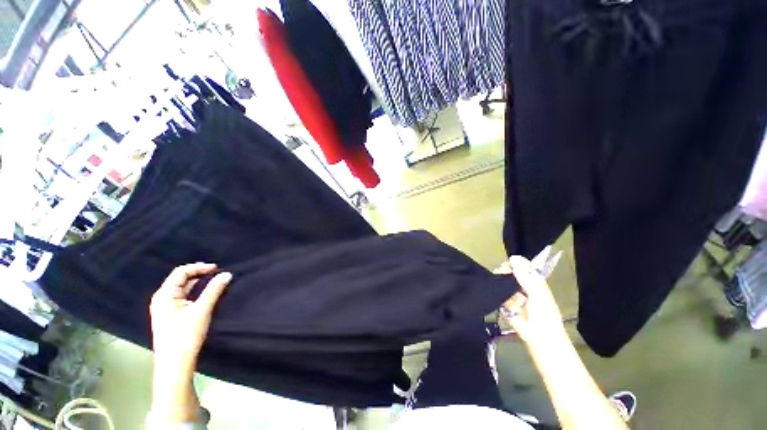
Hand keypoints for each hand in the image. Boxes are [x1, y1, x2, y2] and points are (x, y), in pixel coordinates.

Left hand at [149, 263, 231, 371]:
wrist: (174, 363)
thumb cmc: (185, 335)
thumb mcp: (202, 310)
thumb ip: (214, 290)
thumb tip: (226, 274)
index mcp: (164, 295)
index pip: (180, 272)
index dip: (199, 267)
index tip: (216, 268)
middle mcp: (161, 299)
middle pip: (180, 279)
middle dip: (199, 274)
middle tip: (217, 274)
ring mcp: (164, 308)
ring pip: (182, 289)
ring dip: (197, 283)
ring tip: (214, 282)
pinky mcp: (169, 315)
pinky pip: (182, 297)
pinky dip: (194, 292)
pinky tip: (205, 295)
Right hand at [495, 256, 565, 345]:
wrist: (541, 341)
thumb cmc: (545, 316)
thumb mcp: (538, 293)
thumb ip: (526, 276)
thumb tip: (513, 258)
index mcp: (534, 281)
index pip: (520, 266)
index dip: (513, 264)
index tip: (507, 267)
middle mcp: (523, 286)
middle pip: (508, 273)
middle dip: (504, 276)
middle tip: (503, 280)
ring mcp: (513, 295)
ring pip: (502, 283)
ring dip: (503, 289)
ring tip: (509, 298)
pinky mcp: (505, 305)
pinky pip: (499, 296)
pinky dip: (502, 300)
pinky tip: (507, 306)